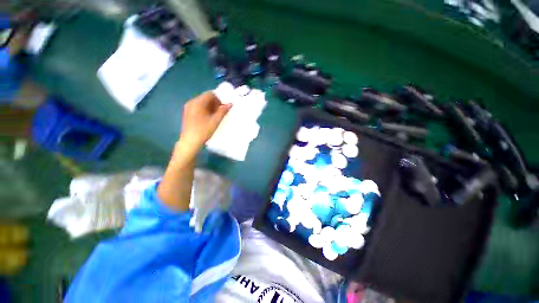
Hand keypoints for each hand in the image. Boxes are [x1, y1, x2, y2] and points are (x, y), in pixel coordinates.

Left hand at [178, 91, 231, 154]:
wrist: (190, 142)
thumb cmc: (204, 131)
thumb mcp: (216, 120)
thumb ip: (223, 111)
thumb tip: (230, 104)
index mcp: (197, 102)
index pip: (210, 94)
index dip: (220, 97)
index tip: (226, 103)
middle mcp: (192, 102)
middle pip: (206, 98)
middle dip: (216, 102)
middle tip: (223, 109)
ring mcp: (189, 108)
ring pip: (203, 103)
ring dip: (211, 106)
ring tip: (218, 114)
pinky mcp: (188, 113)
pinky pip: (199, 107)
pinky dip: (206, 109)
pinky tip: (211, 117)